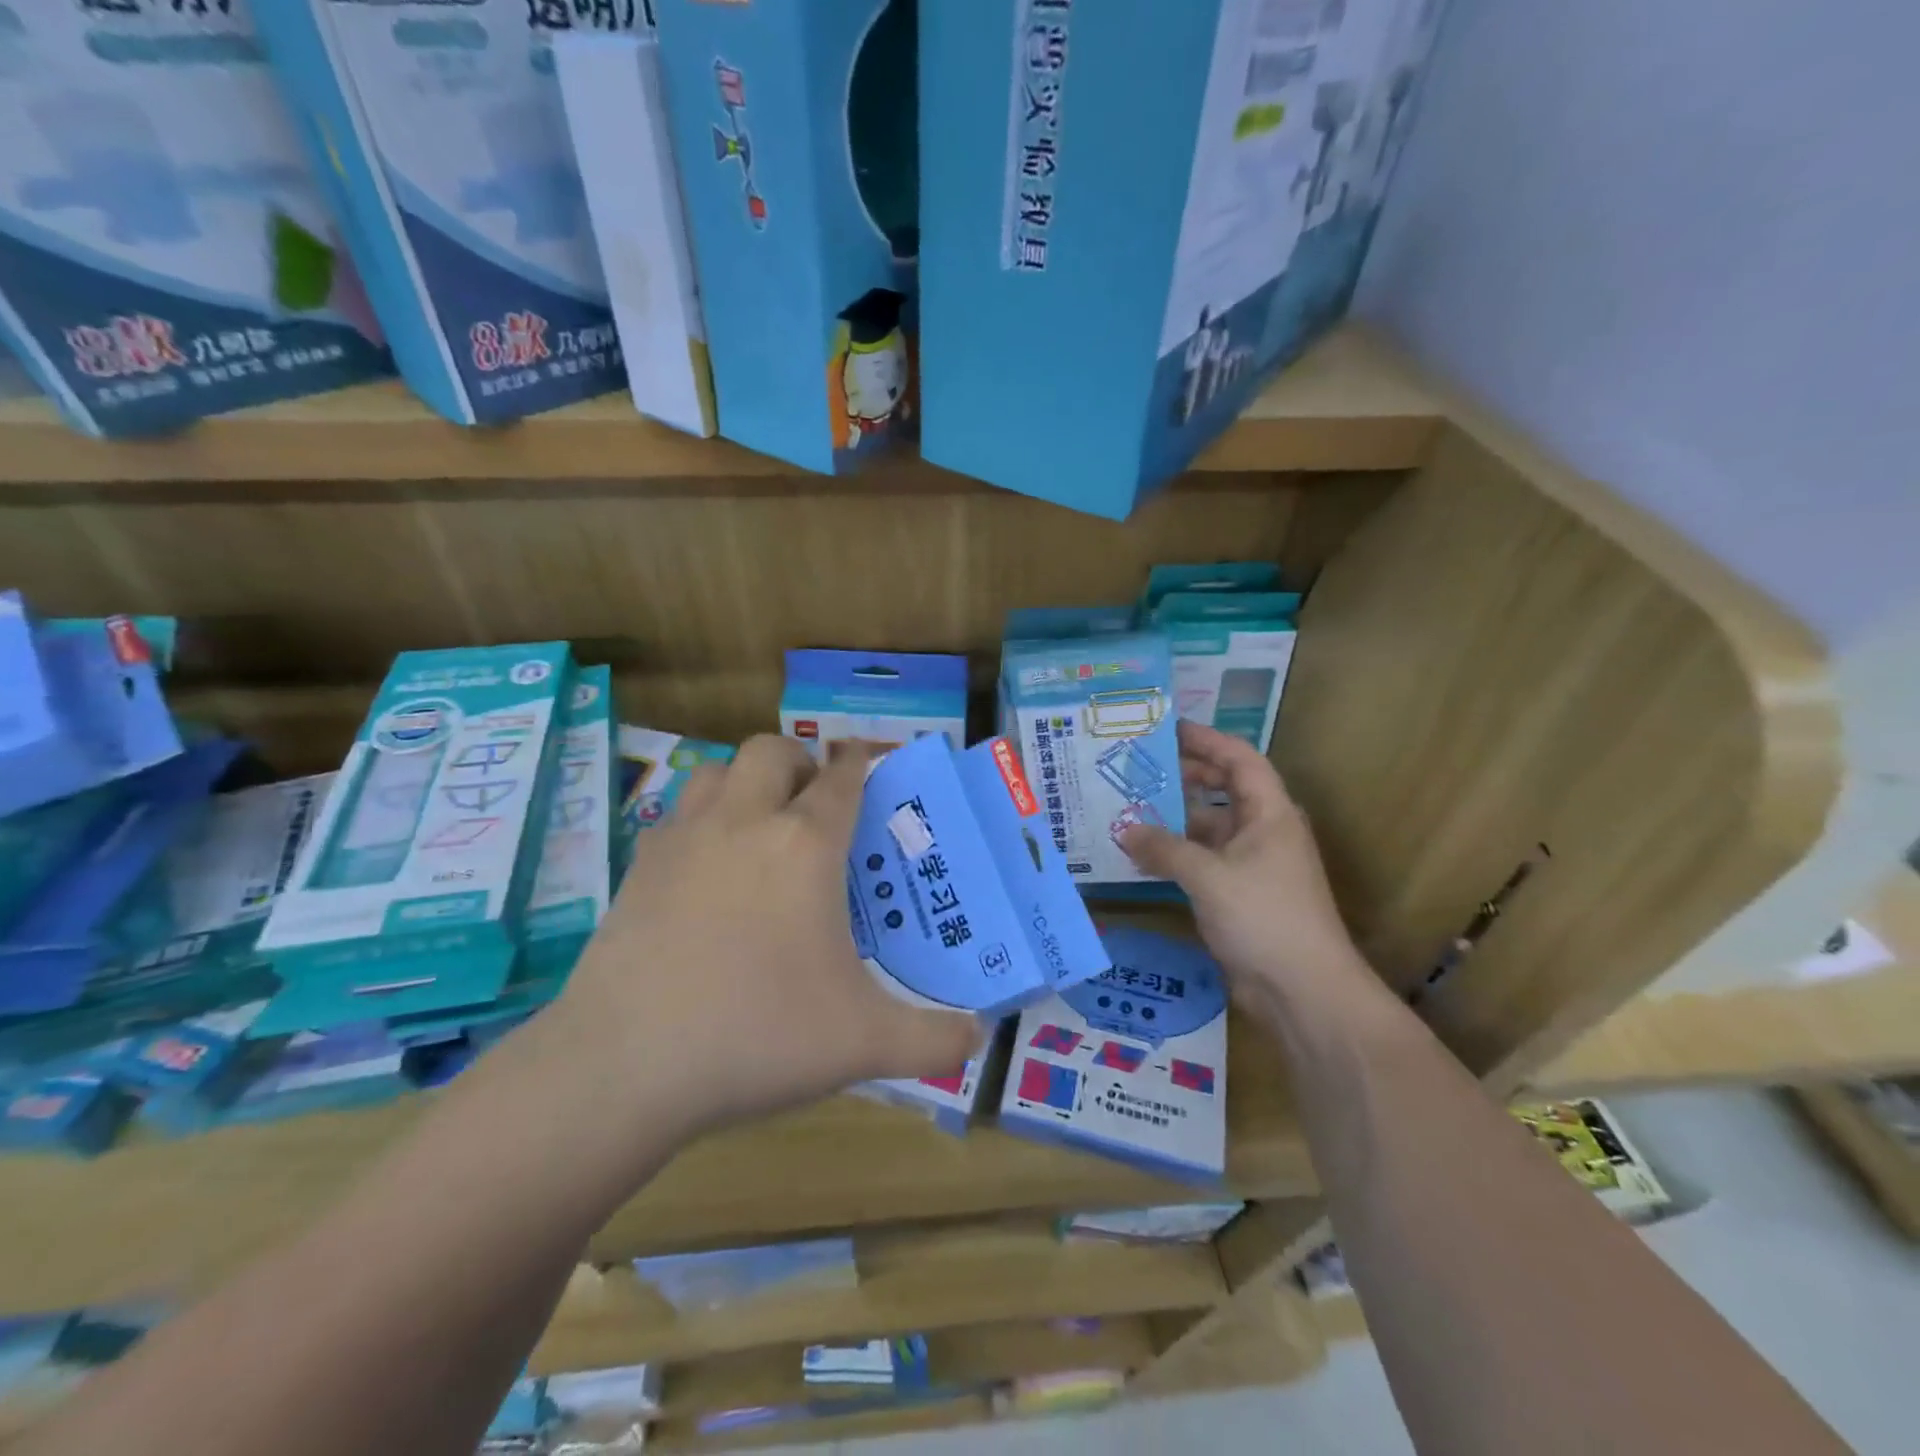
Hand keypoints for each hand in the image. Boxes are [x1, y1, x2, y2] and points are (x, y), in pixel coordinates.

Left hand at [552, 736, 980, 1137]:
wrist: (624, 1064)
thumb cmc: (757, 1035)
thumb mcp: (863, 1043)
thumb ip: (933, 1040)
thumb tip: (978, 1040)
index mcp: (805, 845)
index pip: (842, 777)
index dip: (860, 761)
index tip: (870, 764)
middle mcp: (745, 822)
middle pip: (772, 750)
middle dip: (799, 761)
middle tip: (813, 805)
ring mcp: (684, 839)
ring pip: (717, 769)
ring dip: (745, 780)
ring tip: (759, 825)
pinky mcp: (638, 867)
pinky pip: (677, 814)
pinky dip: (701, 819)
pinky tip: (707, 870)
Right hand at [1118, 722, 1367, 1003]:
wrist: (1304, 991)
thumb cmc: (1263, 917)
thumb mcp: (1208, 876)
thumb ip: (1163, 848)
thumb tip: (1124, 829)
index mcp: (1270, 813)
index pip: (1239, 759)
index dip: (1206, 740)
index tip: (1167, 729)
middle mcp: (1264, 831)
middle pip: (1224, 789)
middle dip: (1185, 776)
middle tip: (1139, 767)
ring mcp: (1253, 865)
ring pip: (1210, 828)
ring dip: (1175, 820)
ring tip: (1129, 809)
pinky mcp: (1240, 895)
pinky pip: (1204, 861)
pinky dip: (1177, 855)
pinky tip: (1142, 857)